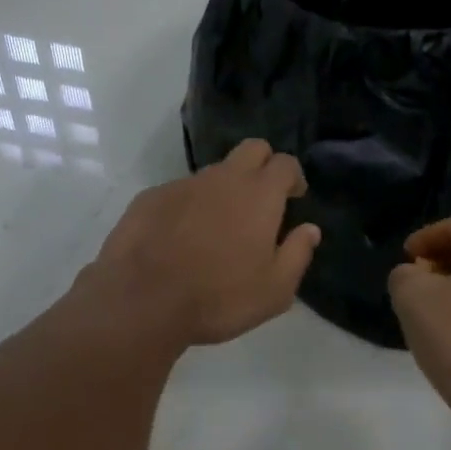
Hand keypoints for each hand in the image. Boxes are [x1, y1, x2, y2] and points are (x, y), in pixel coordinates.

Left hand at [84, 139, 321, 347]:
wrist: (140, 300)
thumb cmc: (218, 297)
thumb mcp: (274, 290)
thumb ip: (298, 254)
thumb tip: (310, 230)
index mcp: (259, 194)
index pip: (285, 163)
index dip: (293, 177)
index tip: (294, 197)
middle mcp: (223, 178)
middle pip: (252, 149)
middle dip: (263, 164)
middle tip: (262, 200)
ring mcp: (183, 184)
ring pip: (214, 173)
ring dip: (223, 190)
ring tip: (217, 229)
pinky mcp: (151, 197)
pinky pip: (180, 192)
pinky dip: (188, 207)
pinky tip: (179, 239)